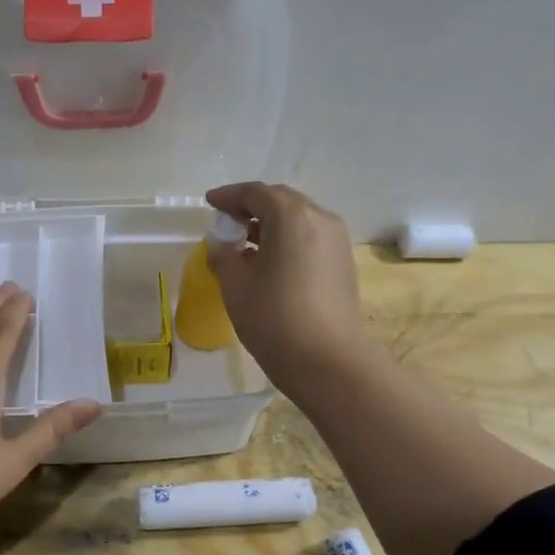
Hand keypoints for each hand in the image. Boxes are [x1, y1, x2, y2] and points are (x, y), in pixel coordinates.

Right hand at [204, 182, 368, 398]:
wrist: (328, 362)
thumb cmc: (274, 319)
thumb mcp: (236, 285)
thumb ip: (224, 256)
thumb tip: (223, 245)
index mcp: (291, 216)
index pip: (256, 193)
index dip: (229, 196)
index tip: (210, 203)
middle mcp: (320, 219)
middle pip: (281, 201)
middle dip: (251, 207)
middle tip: (226, 221)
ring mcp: (337, 241)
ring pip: (298, 219)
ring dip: (270, 224)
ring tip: (245, 243)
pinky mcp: (343, 263)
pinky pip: (310, 238)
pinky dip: (287, 240)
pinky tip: (270, 262)